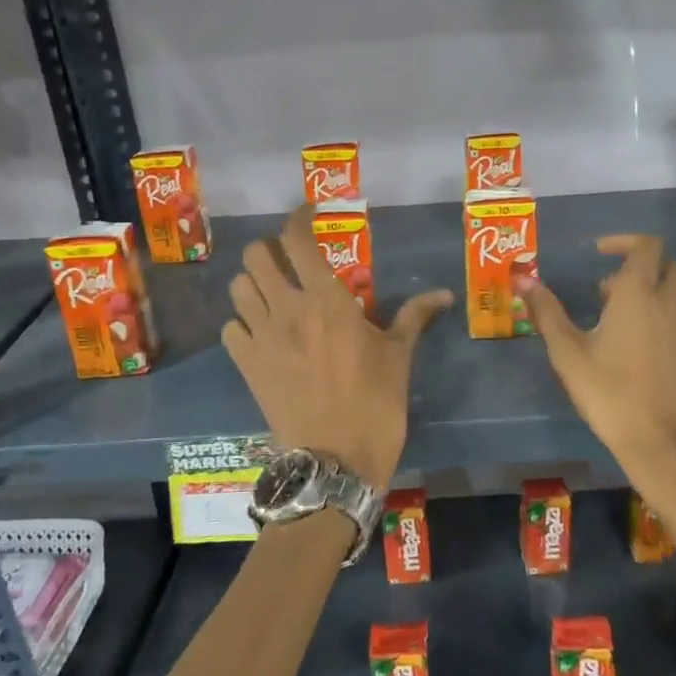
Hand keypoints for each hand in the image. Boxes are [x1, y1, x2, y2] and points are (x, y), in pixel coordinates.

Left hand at [223, 208, 453, 490]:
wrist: (335, 461)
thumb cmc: (375, 404)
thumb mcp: (399, 356)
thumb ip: (414, 317)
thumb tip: (444, 294)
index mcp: (327, 300)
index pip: (297, 240)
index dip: (298, 217)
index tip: (310, 213)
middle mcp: (287, 309)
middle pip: (256, 255)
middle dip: (271, 249)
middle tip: (291, 261)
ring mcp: (261, 338)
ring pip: (238, 288)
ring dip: (254, 283)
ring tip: (274, 294)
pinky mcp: (247, 366)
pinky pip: (231, 329)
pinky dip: (242, 323)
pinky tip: (261, 333)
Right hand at [516, 234, 675, 484]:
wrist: (663, 443)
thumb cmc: (610, 392)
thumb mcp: (568, 352)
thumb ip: (547, 311)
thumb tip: (523, 278)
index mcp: (639, 294)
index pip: (646, 246)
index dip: (623, 241)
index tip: (598, 252)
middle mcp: (669, 302)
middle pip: (665, 264)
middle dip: (637, 265)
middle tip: (604, 290)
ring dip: (651, 289)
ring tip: (616, 317)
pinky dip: (662, 314)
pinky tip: (636, 344)